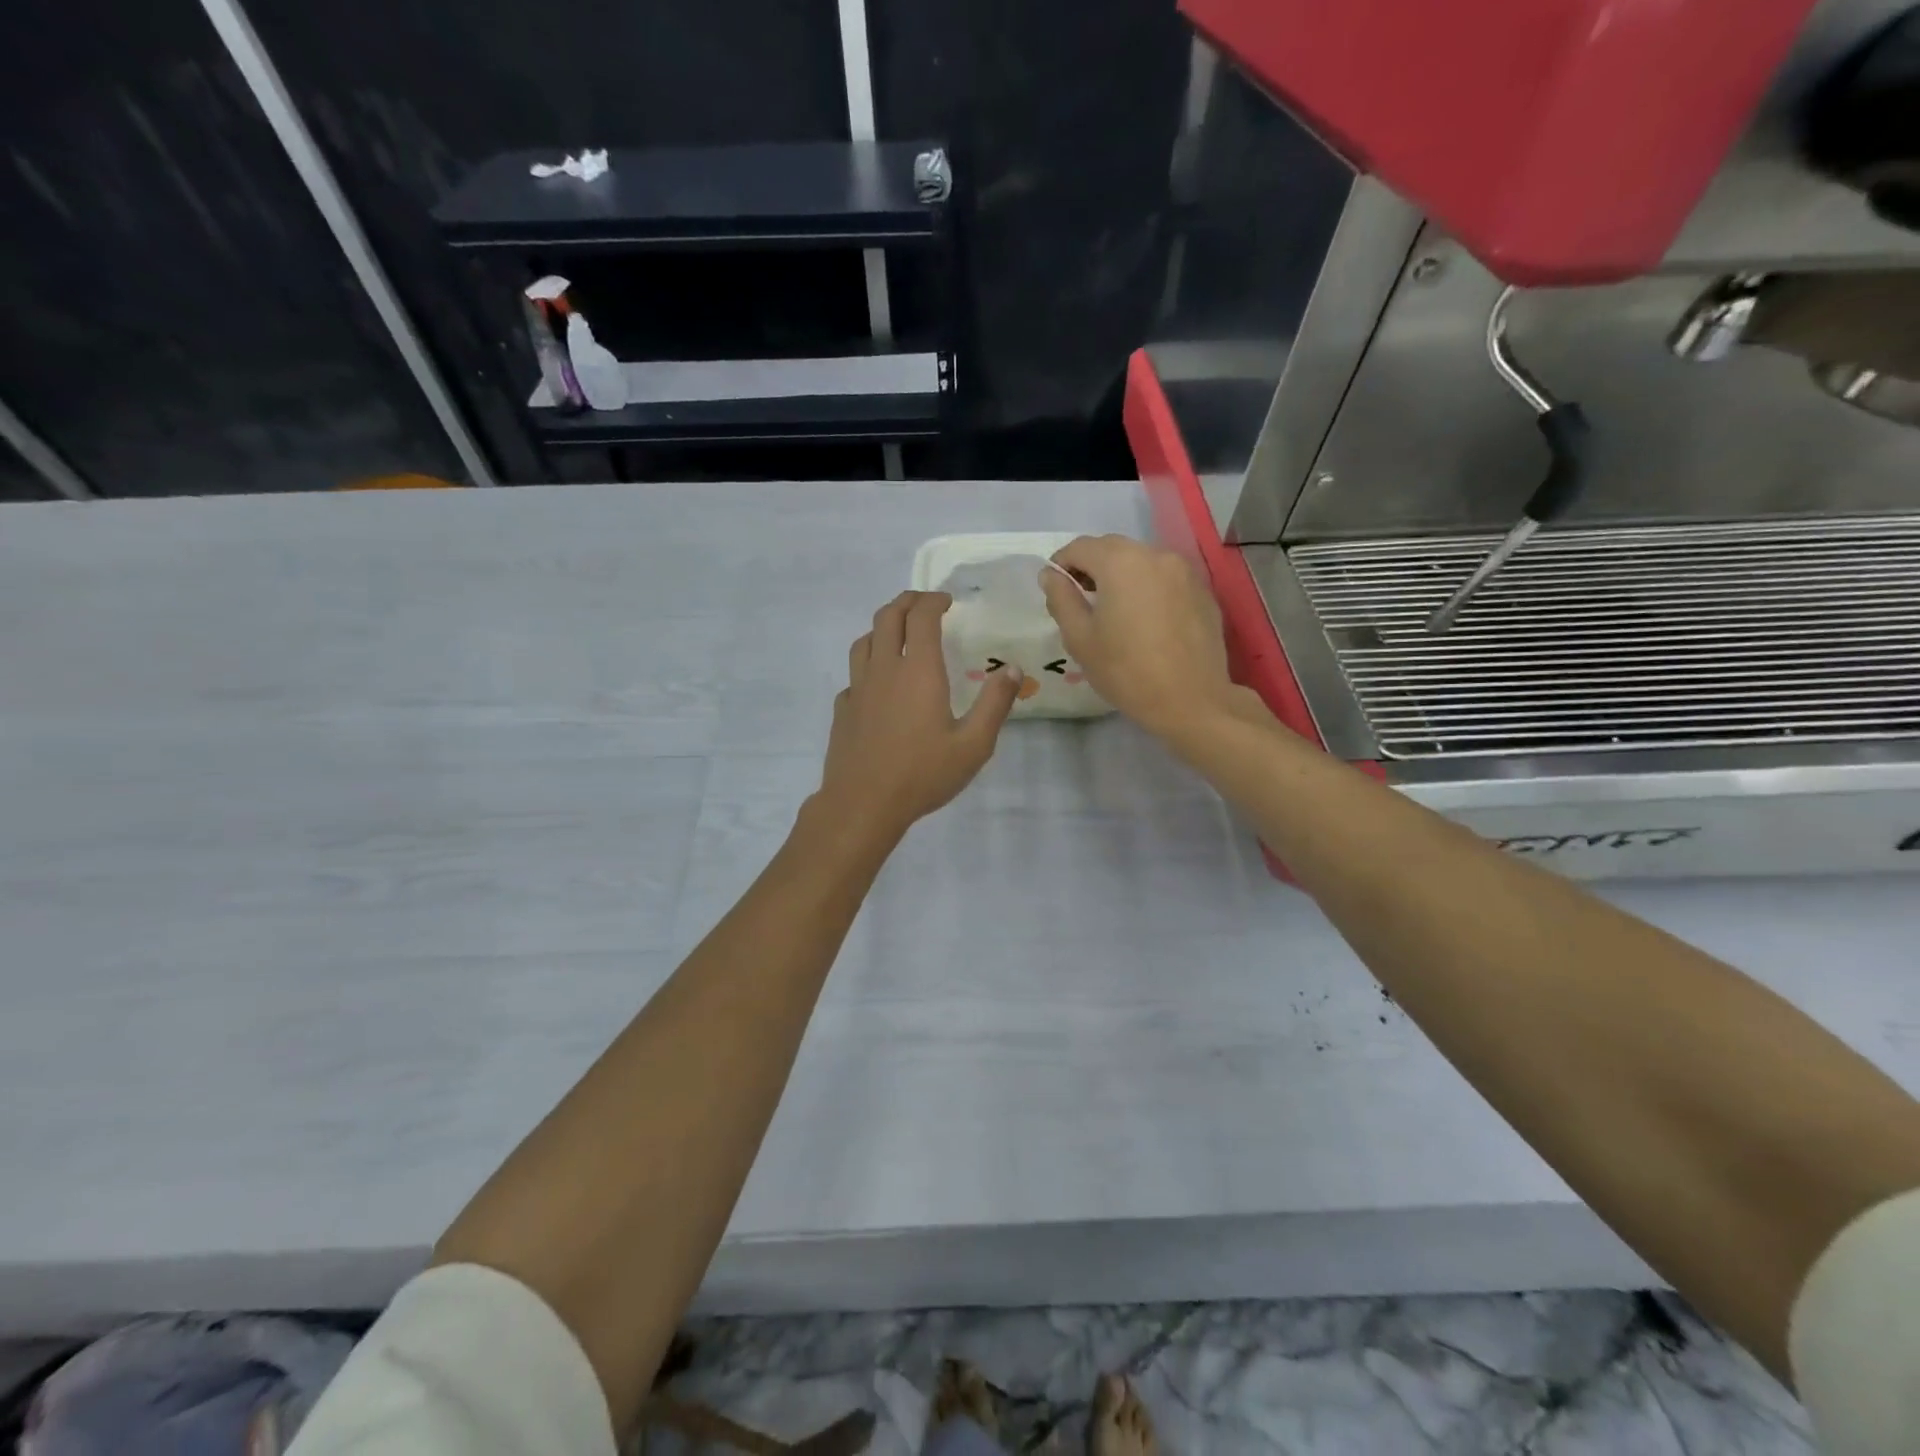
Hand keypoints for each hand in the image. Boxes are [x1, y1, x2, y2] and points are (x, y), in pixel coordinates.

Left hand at [817, 591, 1021, 842]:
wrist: (863, 804)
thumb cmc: (922, 774)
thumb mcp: (973, 745)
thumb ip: (994, 704)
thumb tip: (1012, 669)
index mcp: (917, 671)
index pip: (921, 617)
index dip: (934, 601)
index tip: (948, 602)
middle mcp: (884, 669)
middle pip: (888, 616)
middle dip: (908, 602)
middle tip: (925, 605)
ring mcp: (858, 688)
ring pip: (865, 640)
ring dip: (883, 627)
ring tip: (900, 634)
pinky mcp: (843, 709)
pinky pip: (854, 673)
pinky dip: (869, 664)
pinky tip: (879, 683)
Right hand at [1039, 535, 1253, 740]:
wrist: (1191, 700)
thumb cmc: (1126, 671)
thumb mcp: (1080, 638)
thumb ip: (1061, 599)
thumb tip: (1050, 574)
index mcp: (1120, 563)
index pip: (1080, 547)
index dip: (1061, 563)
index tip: (1055, 587)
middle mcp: (1155, 555)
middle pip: (1113, 548)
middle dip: (1092, 566)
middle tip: (1082, 598)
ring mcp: (1184, 571)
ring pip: (1141, 560)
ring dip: (1121, 575)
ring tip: (1114, 609)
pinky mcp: (1202, 590)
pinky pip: (1165, 577)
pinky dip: (1148, 587)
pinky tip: (1145, 618)